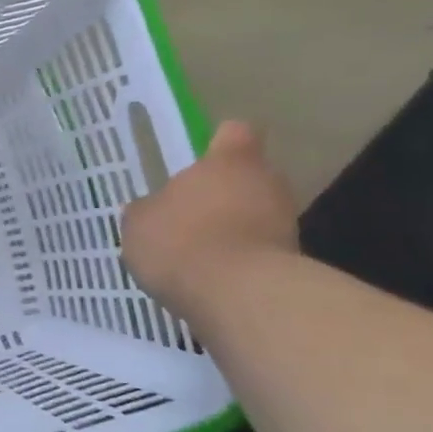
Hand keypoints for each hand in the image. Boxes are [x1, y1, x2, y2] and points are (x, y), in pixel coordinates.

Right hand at [120, 120, 298, 317]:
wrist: (239, 298)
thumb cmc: (181, 242)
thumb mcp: (139, 224)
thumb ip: (146, 210)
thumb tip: (149, 209)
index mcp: (228, 162)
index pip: (234, 133)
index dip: (220, 143)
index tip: (203, 160)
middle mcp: (266, 182)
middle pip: (250, 177)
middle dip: (226, 194)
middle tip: (193, 216)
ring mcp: (286, 223)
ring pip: (258, 216)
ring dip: (236, 230)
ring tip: (202, 255)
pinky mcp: (293, 263)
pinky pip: (262, 253)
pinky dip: (243, 262)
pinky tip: (215, 281)